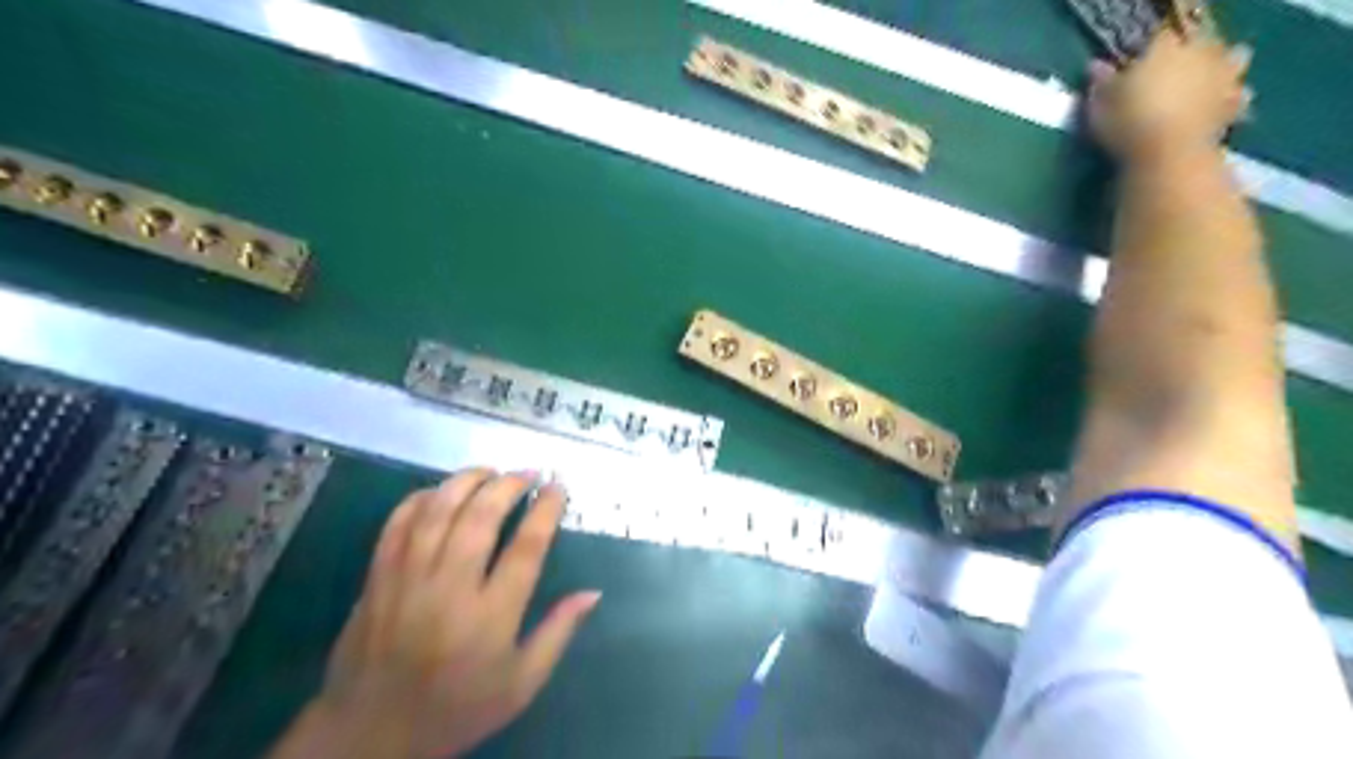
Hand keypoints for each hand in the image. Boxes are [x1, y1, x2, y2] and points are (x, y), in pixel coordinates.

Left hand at [269, 470, 599, 754]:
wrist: (368, 735)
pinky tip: (441, 491)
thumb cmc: (457, 709)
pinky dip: (420, 498)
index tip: (558, 488)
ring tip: (490, 472)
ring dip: (466, 481)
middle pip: (479, 518)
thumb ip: (558, 633)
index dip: (545, 510)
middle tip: (527, 473)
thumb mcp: (521, 685)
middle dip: (508, 485)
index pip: (525, 548)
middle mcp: (449, 591)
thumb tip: (593, 592)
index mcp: (490, 618)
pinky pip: (397, 524)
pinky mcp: (376, 579)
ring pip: (437, 512)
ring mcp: (407, 581)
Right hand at [1085, 31, 1247, 158]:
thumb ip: (1101, 84)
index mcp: (1164, 48)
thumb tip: (1096, 66)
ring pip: (1231, 59)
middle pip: (1198, 43)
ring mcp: (1222, 76)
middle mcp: (1199, 53)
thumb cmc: (1127, 125)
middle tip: (1168, 74)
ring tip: (1203, 83)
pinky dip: (1231, 98)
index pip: (1158, 38)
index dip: (1147, 51)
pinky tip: (1218, 109)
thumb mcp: (1099, 106)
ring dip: (1220, 67)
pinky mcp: (1235, 103)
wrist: (1168, 155)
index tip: (1134, 67)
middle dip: (1186, 56)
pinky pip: (1237, 95)